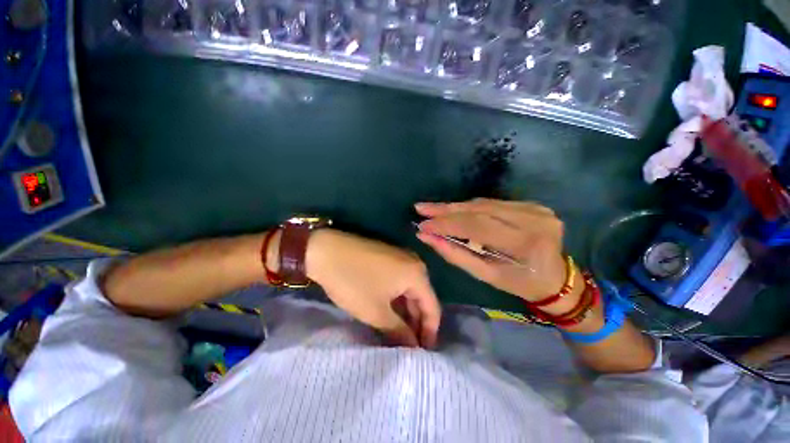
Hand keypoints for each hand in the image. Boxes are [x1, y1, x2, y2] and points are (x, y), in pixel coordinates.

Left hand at [304, 230, 440, 347]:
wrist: (326, 250)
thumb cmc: (354, 282)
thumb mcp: (376, 312)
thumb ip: (398, 331)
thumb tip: (412, 348)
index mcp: (417, 274)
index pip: (432, 308)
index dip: (429, 332)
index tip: (423, 353)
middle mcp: (414, 263)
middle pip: (421, 298)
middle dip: (416, 323)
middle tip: (408, 346)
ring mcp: (401, 257)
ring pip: (409, 290)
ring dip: (405, 312)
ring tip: (398, 333)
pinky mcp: (388, 257)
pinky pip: (399, 281)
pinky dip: (397, 299)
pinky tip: (389, 312)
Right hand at [415, 199, 569, 302]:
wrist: (557, 279)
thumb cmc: (519, 283)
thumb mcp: (486, 275)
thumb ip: (455, 254)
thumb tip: (427, 237)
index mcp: (525, 243)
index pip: (476, 226)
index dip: (446, 224)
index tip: (423, 225)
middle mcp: (533, 219)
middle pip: (479, 209)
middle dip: (446, 210)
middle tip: (421, 208)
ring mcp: (536, 208)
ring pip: (483, 203)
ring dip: (454, 207)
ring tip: (432, 209)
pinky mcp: (533, 204)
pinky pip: (492, 203)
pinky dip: (469, 207)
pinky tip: (453, 210)